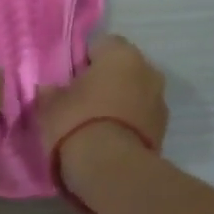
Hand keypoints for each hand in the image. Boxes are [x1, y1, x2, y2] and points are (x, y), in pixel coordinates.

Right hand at [38, 35, 168, 192]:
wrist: (111, 169)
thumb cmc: (77, 123)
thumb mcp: (50, 105)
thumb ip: (52, 92)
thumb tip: (51, 89)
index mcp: (121, 54)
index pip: (102, 44)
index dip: (84, 60)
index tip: (70, 79)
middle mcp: (148, 70)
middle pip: (123, 69)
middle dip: (107, 81)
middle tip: (82, 99)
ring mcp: (160, 101)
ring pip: (135, 93)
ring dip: (120, 102)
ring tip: (96, 124)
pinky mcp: (163, 130)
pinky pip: (141, 118)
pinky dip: (128, 123)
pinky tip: (109, 139)